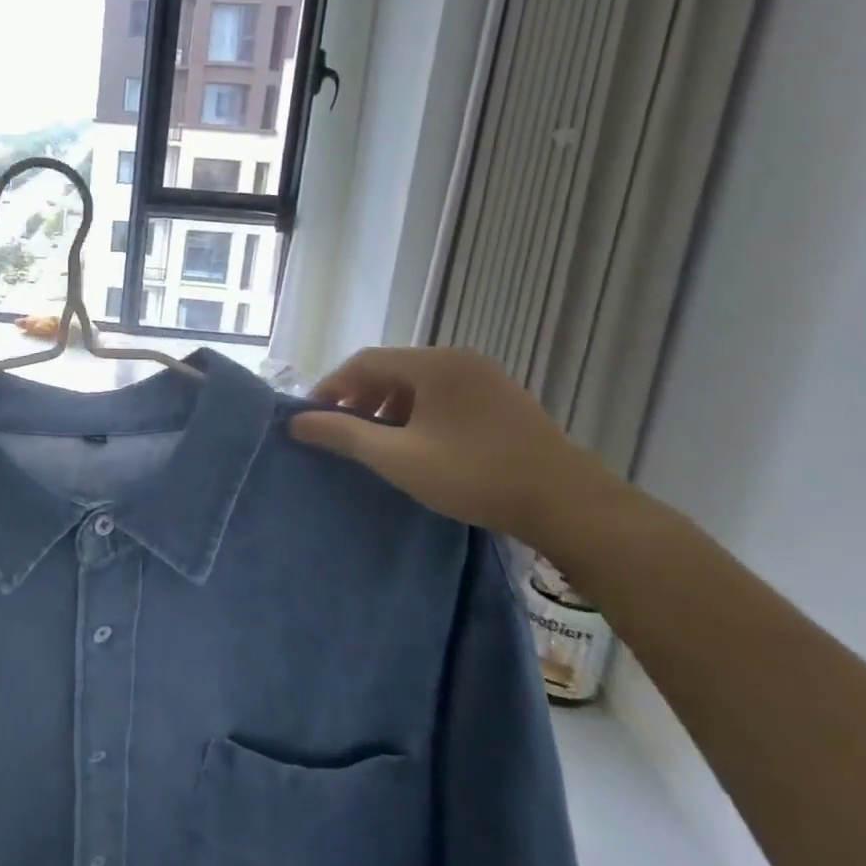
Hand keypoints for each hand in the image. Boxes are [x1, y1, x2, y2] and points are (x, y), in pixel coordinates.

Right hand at [288, 347, 615, 546]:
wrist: (568, 505)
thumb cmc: (474, 475)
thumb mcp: (398, 458)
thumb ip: (343, 435)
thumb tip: (296, 422)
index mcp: (434, 364)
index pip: (365, 362)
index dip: (331, 387)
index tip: (312, 418)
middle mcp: (460, 360)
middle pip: (392, 369)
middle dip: (359, 398)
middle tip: (342, 432)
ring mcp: (486, 379)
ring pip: (418, 384)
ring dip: (387, 407)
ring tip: (377, 443)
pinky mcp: (503, 401)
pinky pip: (444, 396)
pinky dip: (417, 414)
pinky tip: (417, 445)